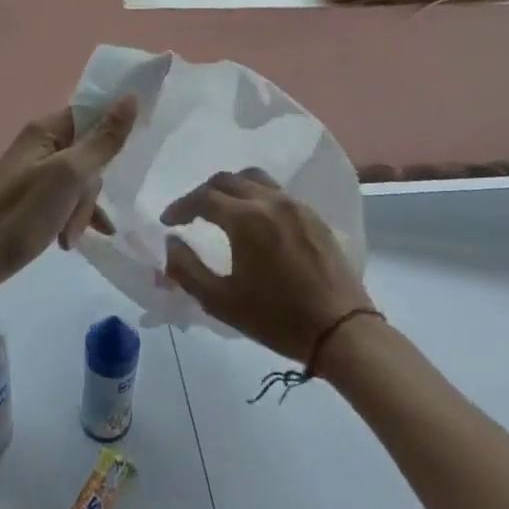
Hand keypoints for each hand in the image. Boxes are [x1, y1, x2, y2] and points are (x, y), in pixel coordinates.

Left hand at [0, 95, 138, 292]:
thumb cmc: (21, 212)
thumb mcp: (69, 175)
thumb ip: (103, 140)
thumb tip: (131, 97)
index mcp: (46, 130)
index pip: (92, 113)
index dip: (114, 128)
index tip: (133, 151)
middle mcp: (42, 146)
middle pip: (91, 153)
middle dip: (92, 187)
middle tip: (79, 212)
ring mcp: (39, 174)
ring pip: (83, 182)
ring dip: (82, 210)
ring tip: (70, 237)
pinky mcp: (37, 200)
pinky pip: (69, 201)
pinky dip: (74, 219)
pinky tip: (72, 241)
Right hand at [163, 169, 372, 363]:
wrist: (340, 330)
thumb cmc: (276, 318)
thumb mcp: (220, 302)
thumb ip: (187, 269)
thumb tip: (171, 242)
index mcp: (245, 219)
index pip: (203, 198)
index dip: (181, 207)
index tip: (168, 222)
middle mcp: (270, 201)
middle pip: (227, 180)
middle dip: (203, 193)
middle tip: (190, 214)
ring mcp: (295, 205)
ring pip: (255, 179)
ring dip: (231, 188)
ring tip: (221, 209)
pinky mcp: (313, 216)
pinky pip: (277, 192)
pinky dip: (256, 196)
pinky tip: (255, 220)